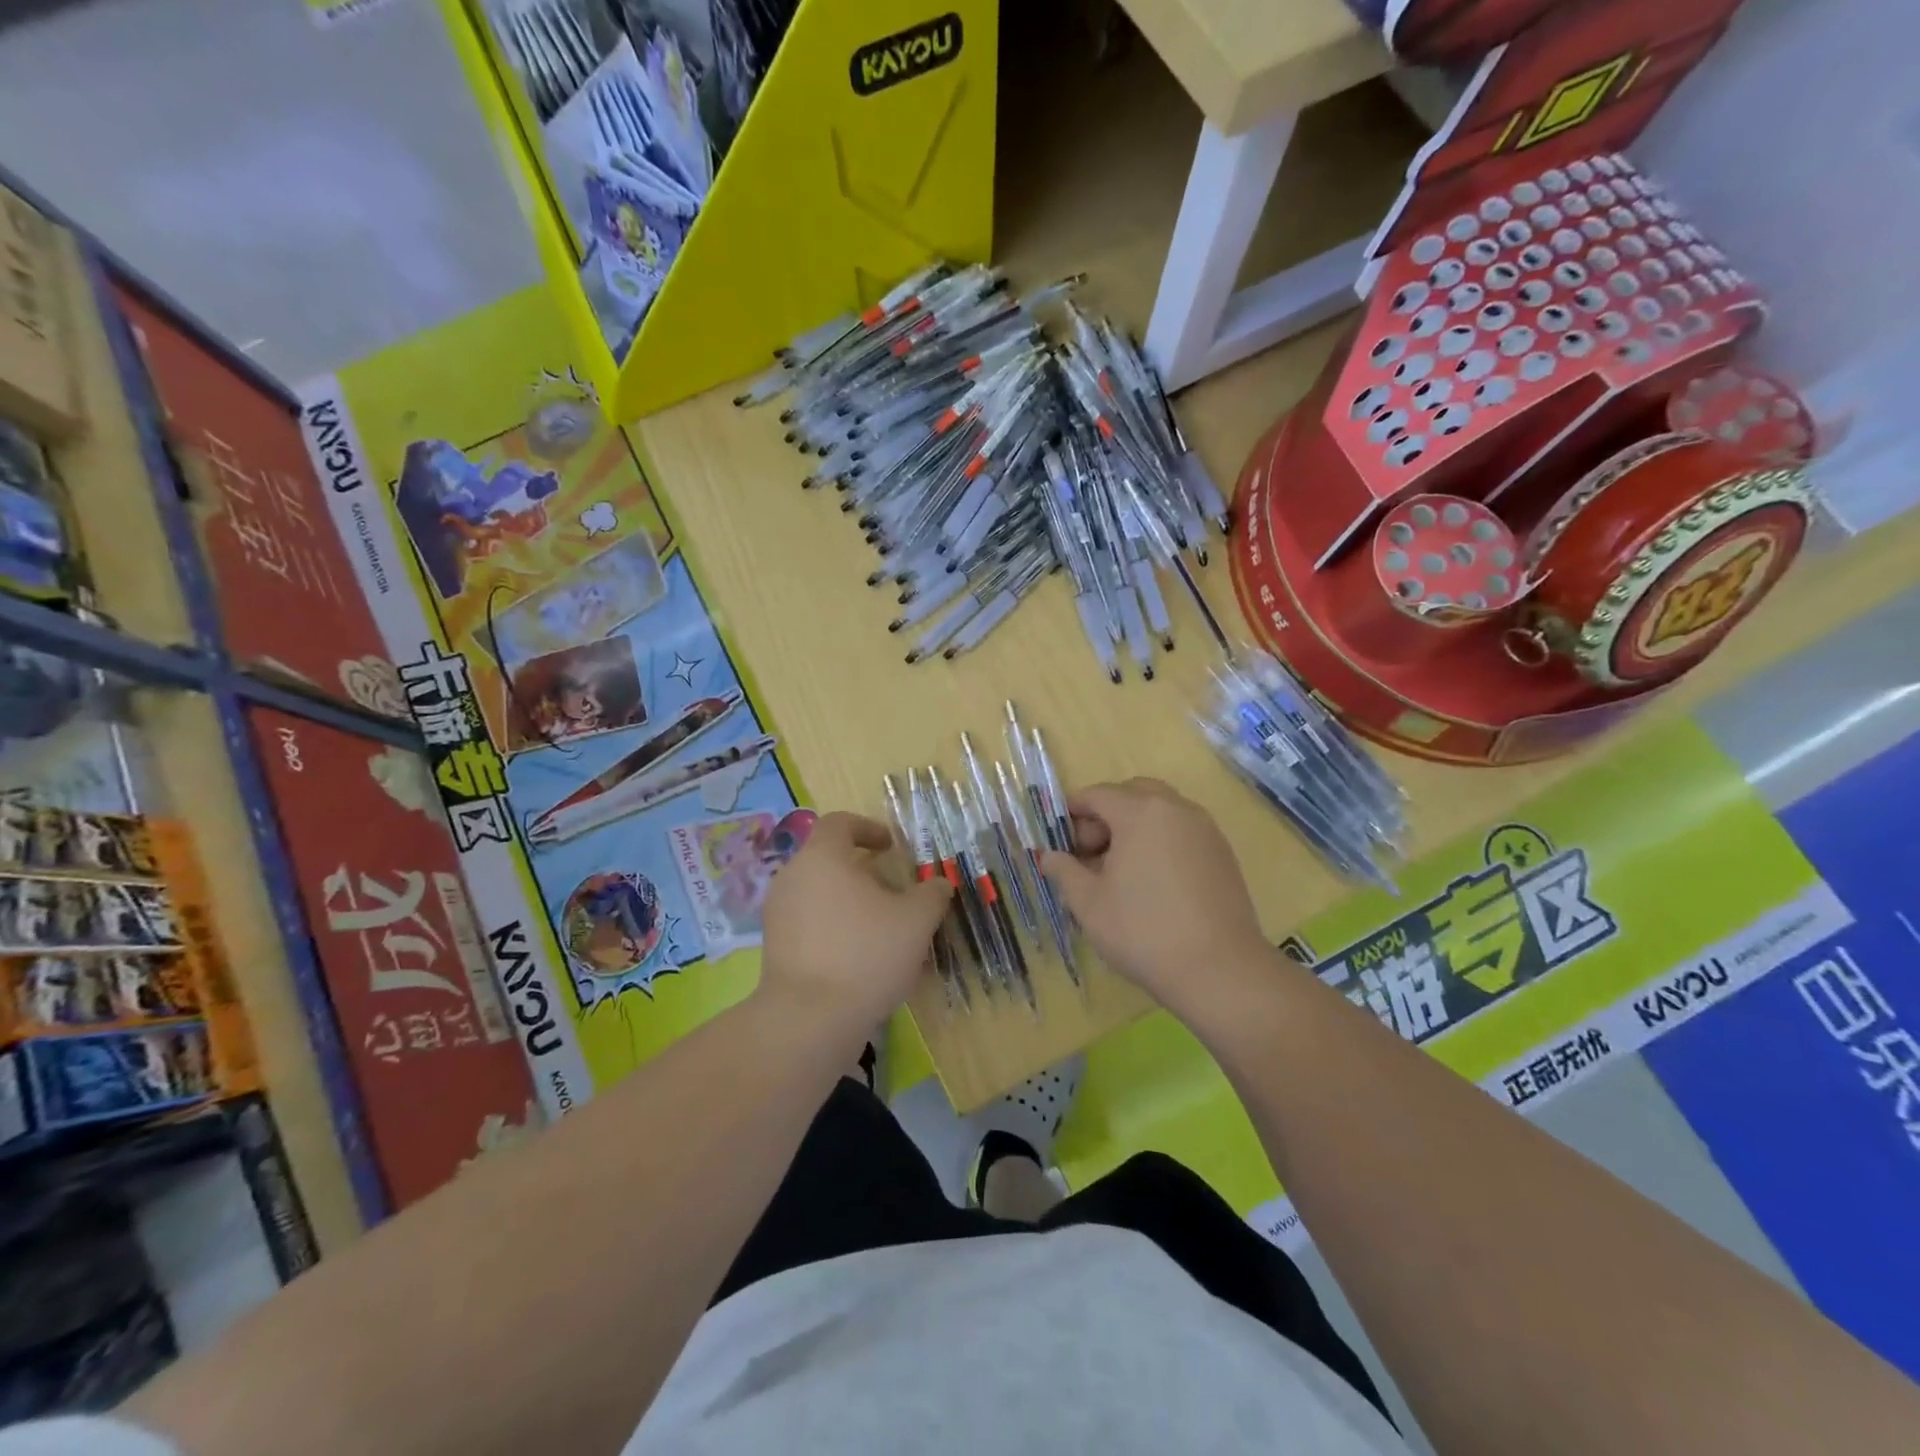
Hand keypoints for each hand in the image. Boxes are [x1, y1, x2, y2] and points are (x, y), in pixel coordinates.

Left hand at [758, 811, 952, 1033]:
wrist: (809, 1020)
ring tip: (880, 930)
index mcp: (822, 857)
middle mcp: (793, 877)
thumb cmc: (866, 954)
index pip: (840, 822)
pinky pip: (809, 923)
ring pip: (819, 893)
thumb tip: (938, 884)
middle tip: (893, 894)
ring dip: (849, 902)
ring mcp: (778, 913)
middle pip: (829, 859)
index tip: (891, 848)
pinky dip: (833, 928)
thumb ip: (932, 893)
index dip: (868, 828)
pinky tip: (858, 959)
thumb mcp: (916, 921)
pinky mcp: (774, 947)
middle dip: (863, 872)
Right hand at [1041, 779, 1269, 1012]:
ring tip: (1120, 871)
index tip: (1059, 842)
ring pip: (1161, 812)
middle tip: (1090, 854)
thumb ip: (1064, 871)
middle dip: (1106, 816)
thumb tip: (1048, 856)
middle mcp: (1176, 808)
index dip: (1072, 814)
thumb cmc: (1143, 930)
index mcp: (1140, 811)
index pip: (1097, 795)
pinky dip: (1161, 842)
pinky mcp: (1223, 853)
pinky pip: (1182, 832)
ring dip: (1134, 828)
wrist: (1220, 970)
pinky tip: (1152, 883)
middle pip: (1132, 794)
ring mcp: (1205, 829)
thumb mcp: (1088, 903)